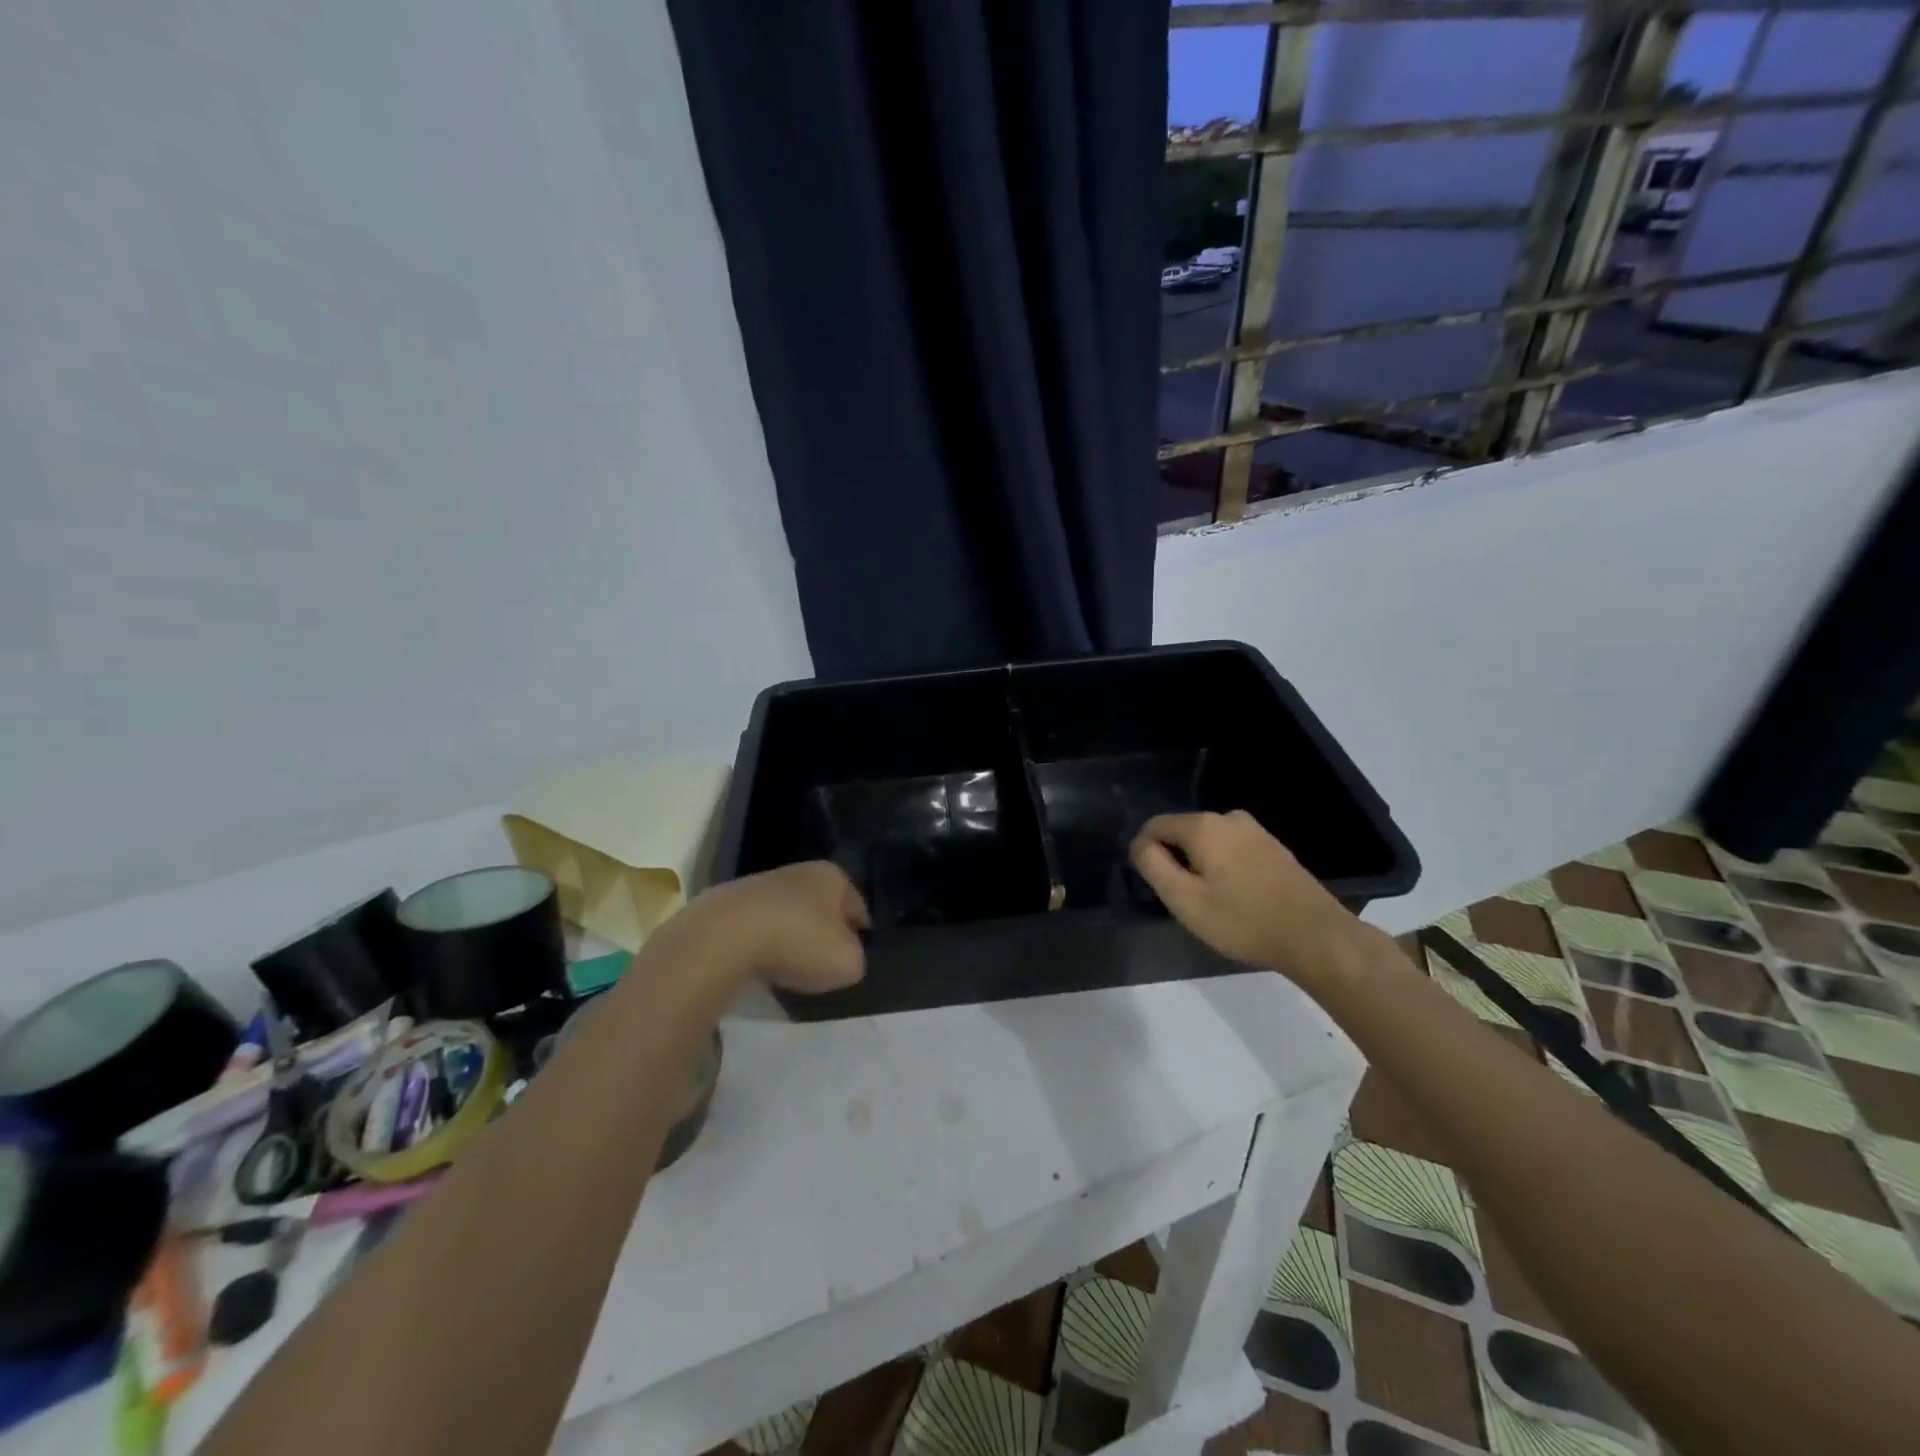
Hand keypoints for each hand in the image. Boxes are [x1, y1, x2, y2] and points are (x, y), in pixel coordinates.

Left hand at [669, 862, 868, 994]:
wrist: (725, 936)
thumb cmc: (798, 943)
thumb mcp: (848, 963)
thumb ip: (855, 958)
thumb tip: (845, 955)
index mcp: (834, 877)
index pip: (858, 908)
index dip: (859, 936)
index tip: (851, 958)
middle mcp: (801, 870)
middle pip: (821, 908)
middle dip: (822, 933)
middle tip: (820, 965)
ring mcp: (762, 882)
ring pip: (789, 914)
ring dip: (790, 936)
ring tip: (786, 968)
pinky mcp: (730, 900)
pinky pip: (757, 925)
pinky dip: (760, 941)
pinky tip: (756, 963)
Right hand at [1130, 810, 1358, 987]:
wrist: (1315, 936)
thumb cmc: (1242, 920)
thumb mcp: (1184, 899)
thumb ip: (1153, 866)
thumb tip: (1139, 844)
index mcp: (1203, 826)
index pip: (1155, 826)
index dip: (1144, 852)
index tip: (1152, 885)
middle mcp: (1228, 818)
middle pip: (1183, 833)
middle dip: (1175, 860)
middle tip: (1182, 899)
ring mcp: (1255, 831)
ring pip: (1208, 842)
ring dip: (1200, 866)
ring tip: (1210, 902)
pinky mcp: (1273, 847)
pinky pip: (1232, 850)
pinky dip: (1224, 868)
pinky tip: (1236, 898)